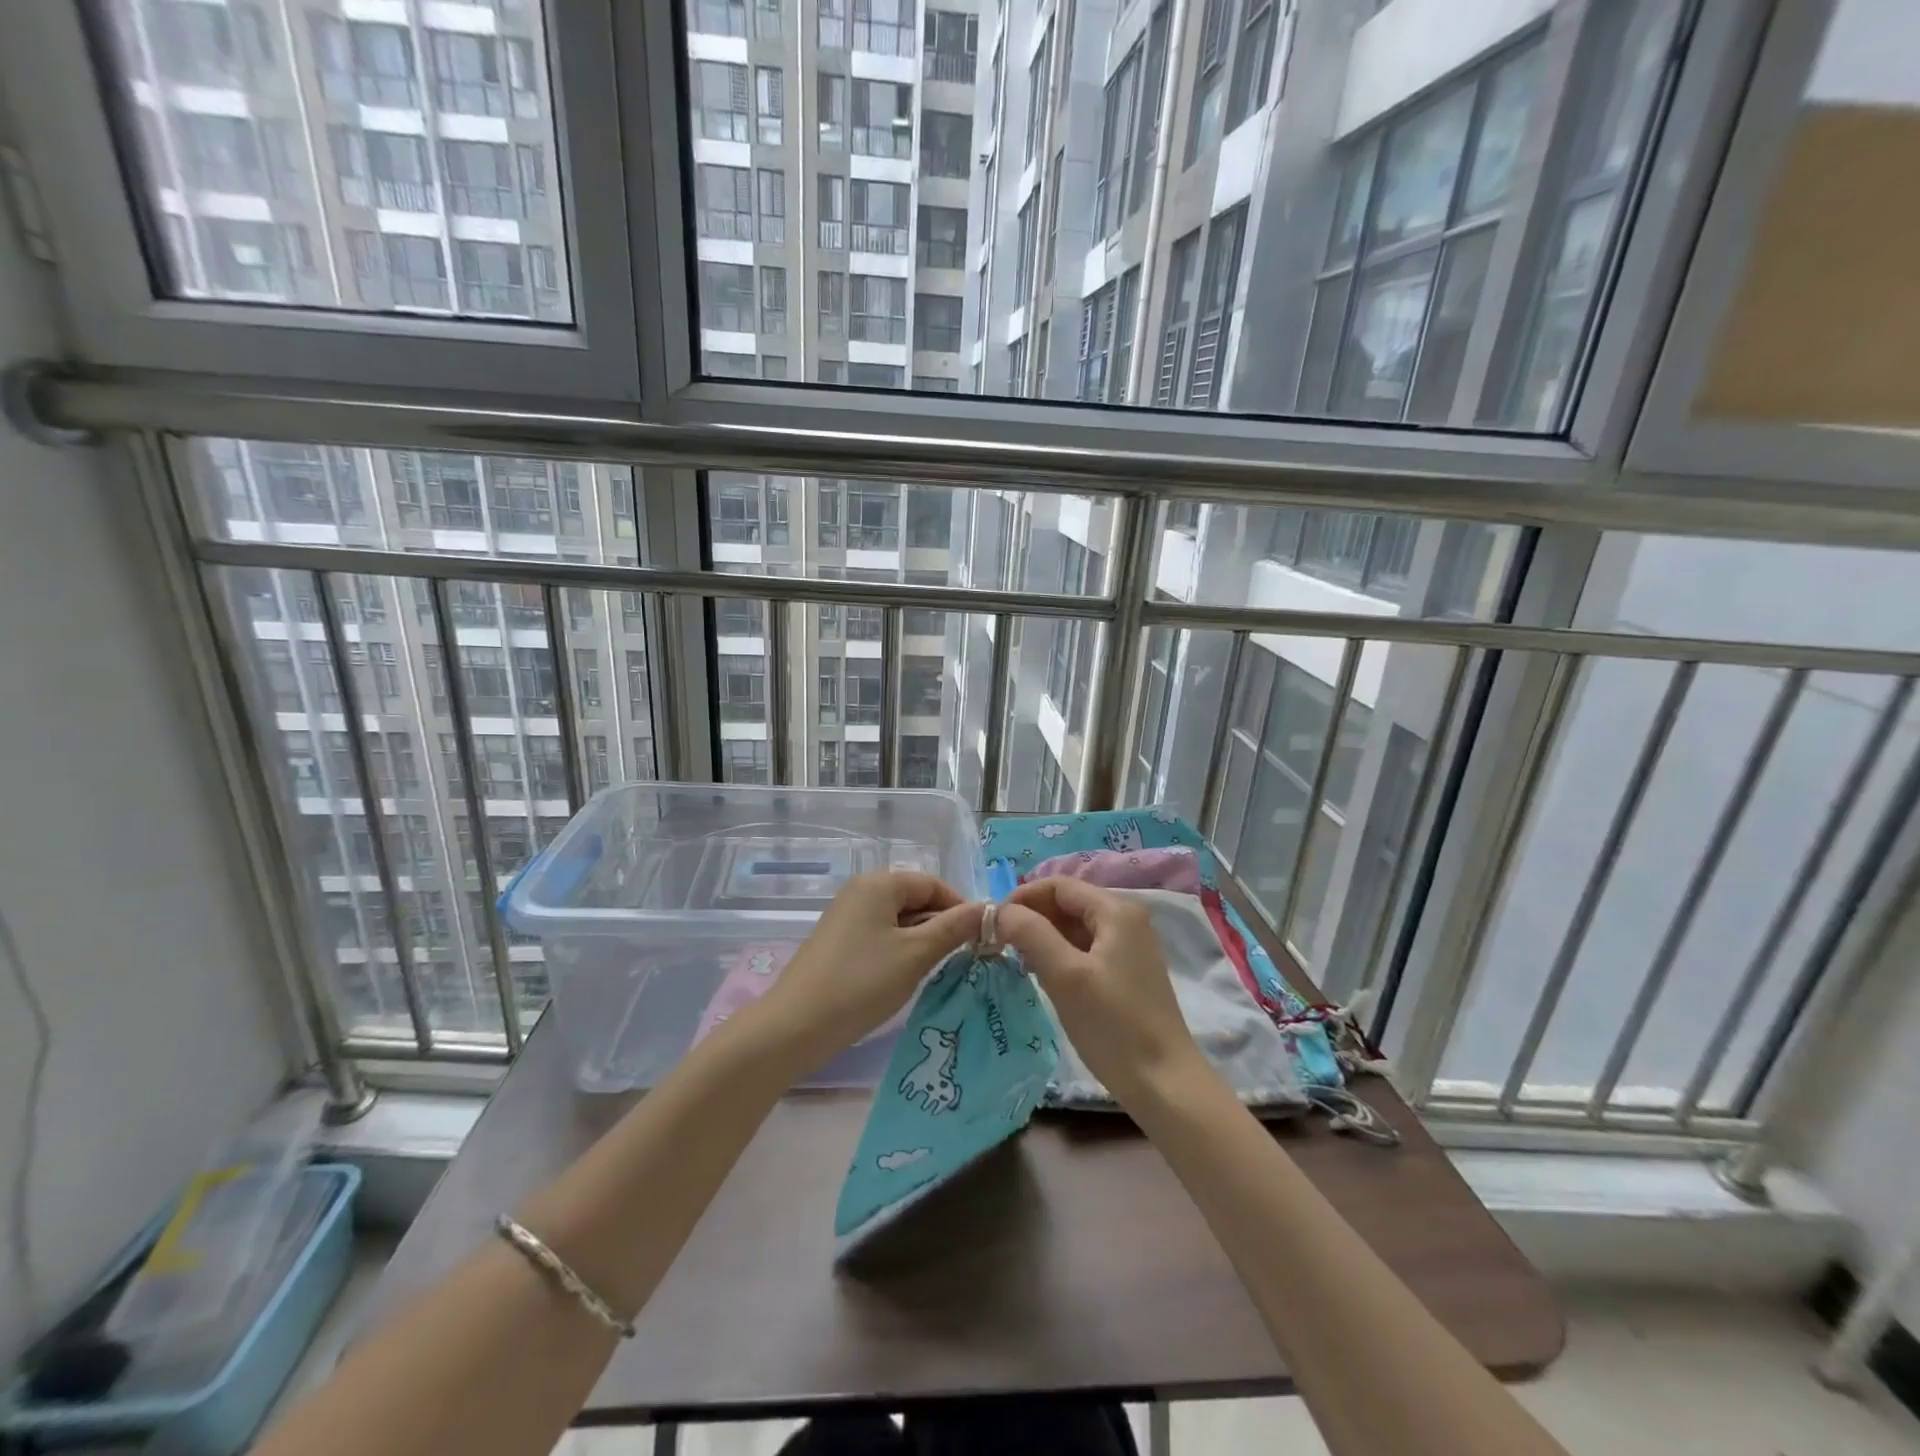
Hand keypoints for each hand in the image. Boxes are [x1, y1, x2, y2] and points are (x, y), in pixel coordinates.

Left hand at [752, 872, 980, 1069]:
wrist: (795, 1026)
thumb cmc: (861, 983)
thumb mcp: (916, 955)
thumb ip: (954, 928)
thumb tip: (988, 909)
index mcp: (879, 883)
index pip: (933, 884)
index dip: (961, 908)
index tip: (981, 939)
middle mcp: (861, 891)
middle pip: (916, 899)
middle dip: (942, 925)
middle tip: (964, 958)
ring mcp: (847, 916)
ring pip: (899, 920)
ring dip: (923, 940)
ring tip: (938, 970)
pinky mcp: (839, 942)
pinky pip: (881, 935)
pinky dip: (900, 950)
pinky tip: (906, 977)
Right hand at [998, 877, 1203, 1102]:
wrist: (1164, 1084)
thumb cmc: (1113, 1025)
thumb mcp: (1065, 975)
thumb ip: (1031, 933)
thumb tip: (1001, 911)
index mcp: (1116, 911)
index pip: (1058, 885)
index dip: (1022, 898)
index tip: (992, 924)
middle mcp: (1126, 919)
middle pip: (1067, 903)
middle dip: (1032, 918)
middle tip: (1000, 944)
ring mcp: (1129, 947)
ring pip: (1075, 928)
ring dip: (1043, 938)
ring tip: (1017, 962)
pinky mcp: (1126, 973)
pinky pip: (1085, 949)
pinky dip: (1060, 955)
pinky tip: (1044, 977)